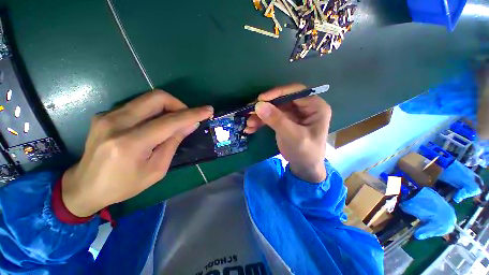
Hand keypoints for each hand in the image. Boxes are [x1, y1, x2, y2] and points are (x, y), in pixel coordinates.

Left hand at [62, 91, 213, 216]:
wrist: (84, 186)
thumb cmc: (124, 185)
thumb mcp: (156, 169)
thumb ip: (173, 143)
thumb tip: (190, 125)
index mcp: (131, 143)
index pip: (170, 121)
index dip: (193, 114)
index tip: (208, 110)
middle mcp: (117, 123)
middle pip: (157, 97)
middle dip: (179, 104)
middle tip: (187, 117)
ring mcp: (108, 116)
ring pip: (147, 98)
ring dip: (167, 107)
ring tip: (174, 122)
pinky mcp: (105, 114)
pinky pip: (138, 105)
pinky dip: (154, 111)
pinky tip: (155, 125)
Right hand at [245, 84, 330, 182]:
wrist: (304, 168)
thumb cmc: (305, 153)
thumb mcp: (292, 136)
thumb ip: (277, 120)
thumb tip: (259, 105)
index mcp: (315, 107)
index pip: (296, 92)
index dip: (277, 93)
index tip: (260, 99)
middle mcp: (305, 107)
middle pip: (282, 100)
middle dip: (265, 107)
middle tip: (250, 112)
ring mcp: (293, 114)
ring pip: (274, 109)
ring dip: (260, 116)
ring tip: (249, 124)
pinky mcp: (285, 121)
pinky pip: (271, 117)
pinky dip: (261, 122)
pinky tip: (251, 128)